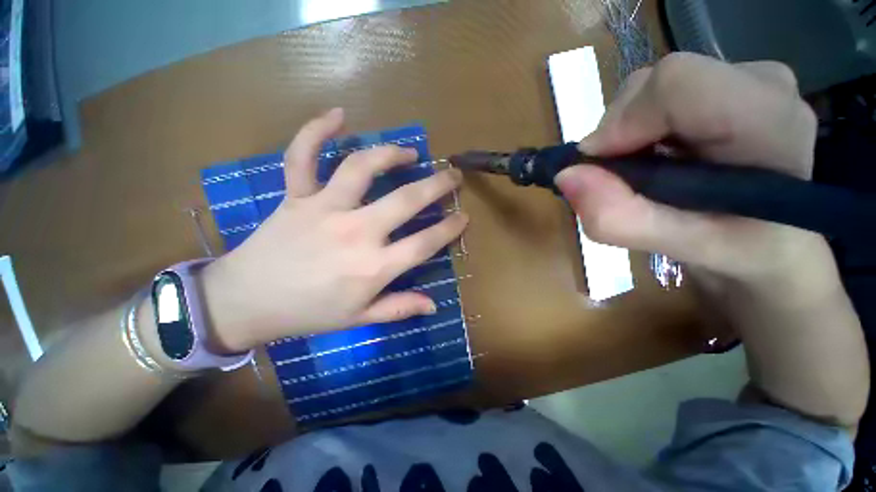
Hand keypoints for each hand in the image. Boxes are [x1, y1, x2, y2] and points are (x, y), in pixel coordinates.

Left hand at [200, 109, 467, 351]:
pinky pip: (302, 155)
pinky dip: (317, 131)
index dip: (449, 228)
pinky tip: (338, 115)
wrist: (246, 301)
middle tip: (452, 174)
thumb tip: (433, 305)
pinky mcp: (296, 196)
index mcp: (373, 266)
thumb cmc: (309, 313)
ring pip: (362, 168)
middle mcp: (355, 232)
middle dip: (437, 184)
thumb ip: (399, 309)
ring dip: (390, 154)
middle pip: (406, 200)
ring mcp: (324, 208)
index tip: (463, 216)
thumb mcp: (359, 318)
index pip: (424, 243)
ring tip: (409, 152)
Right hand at [556, 53, 831, 288]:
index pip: (677, 83)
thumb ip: (619, 217)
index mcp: (769, 123)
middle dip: (619, 133)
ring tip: (642, 172)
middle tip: (622, 179)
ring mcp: (746, 77)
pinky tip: (654, 156)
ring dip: (626, 133)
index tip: (600, 167)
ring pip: (651, 87)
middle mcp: (762, 84)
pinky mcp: (728, 81)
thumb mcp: (677, 248)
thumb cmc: (738, 249)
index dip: (624, 122)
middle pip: (657, 83)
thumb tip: (566, 176)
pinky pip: (658, 94)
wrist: (771, 238)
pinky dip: (637, 128)